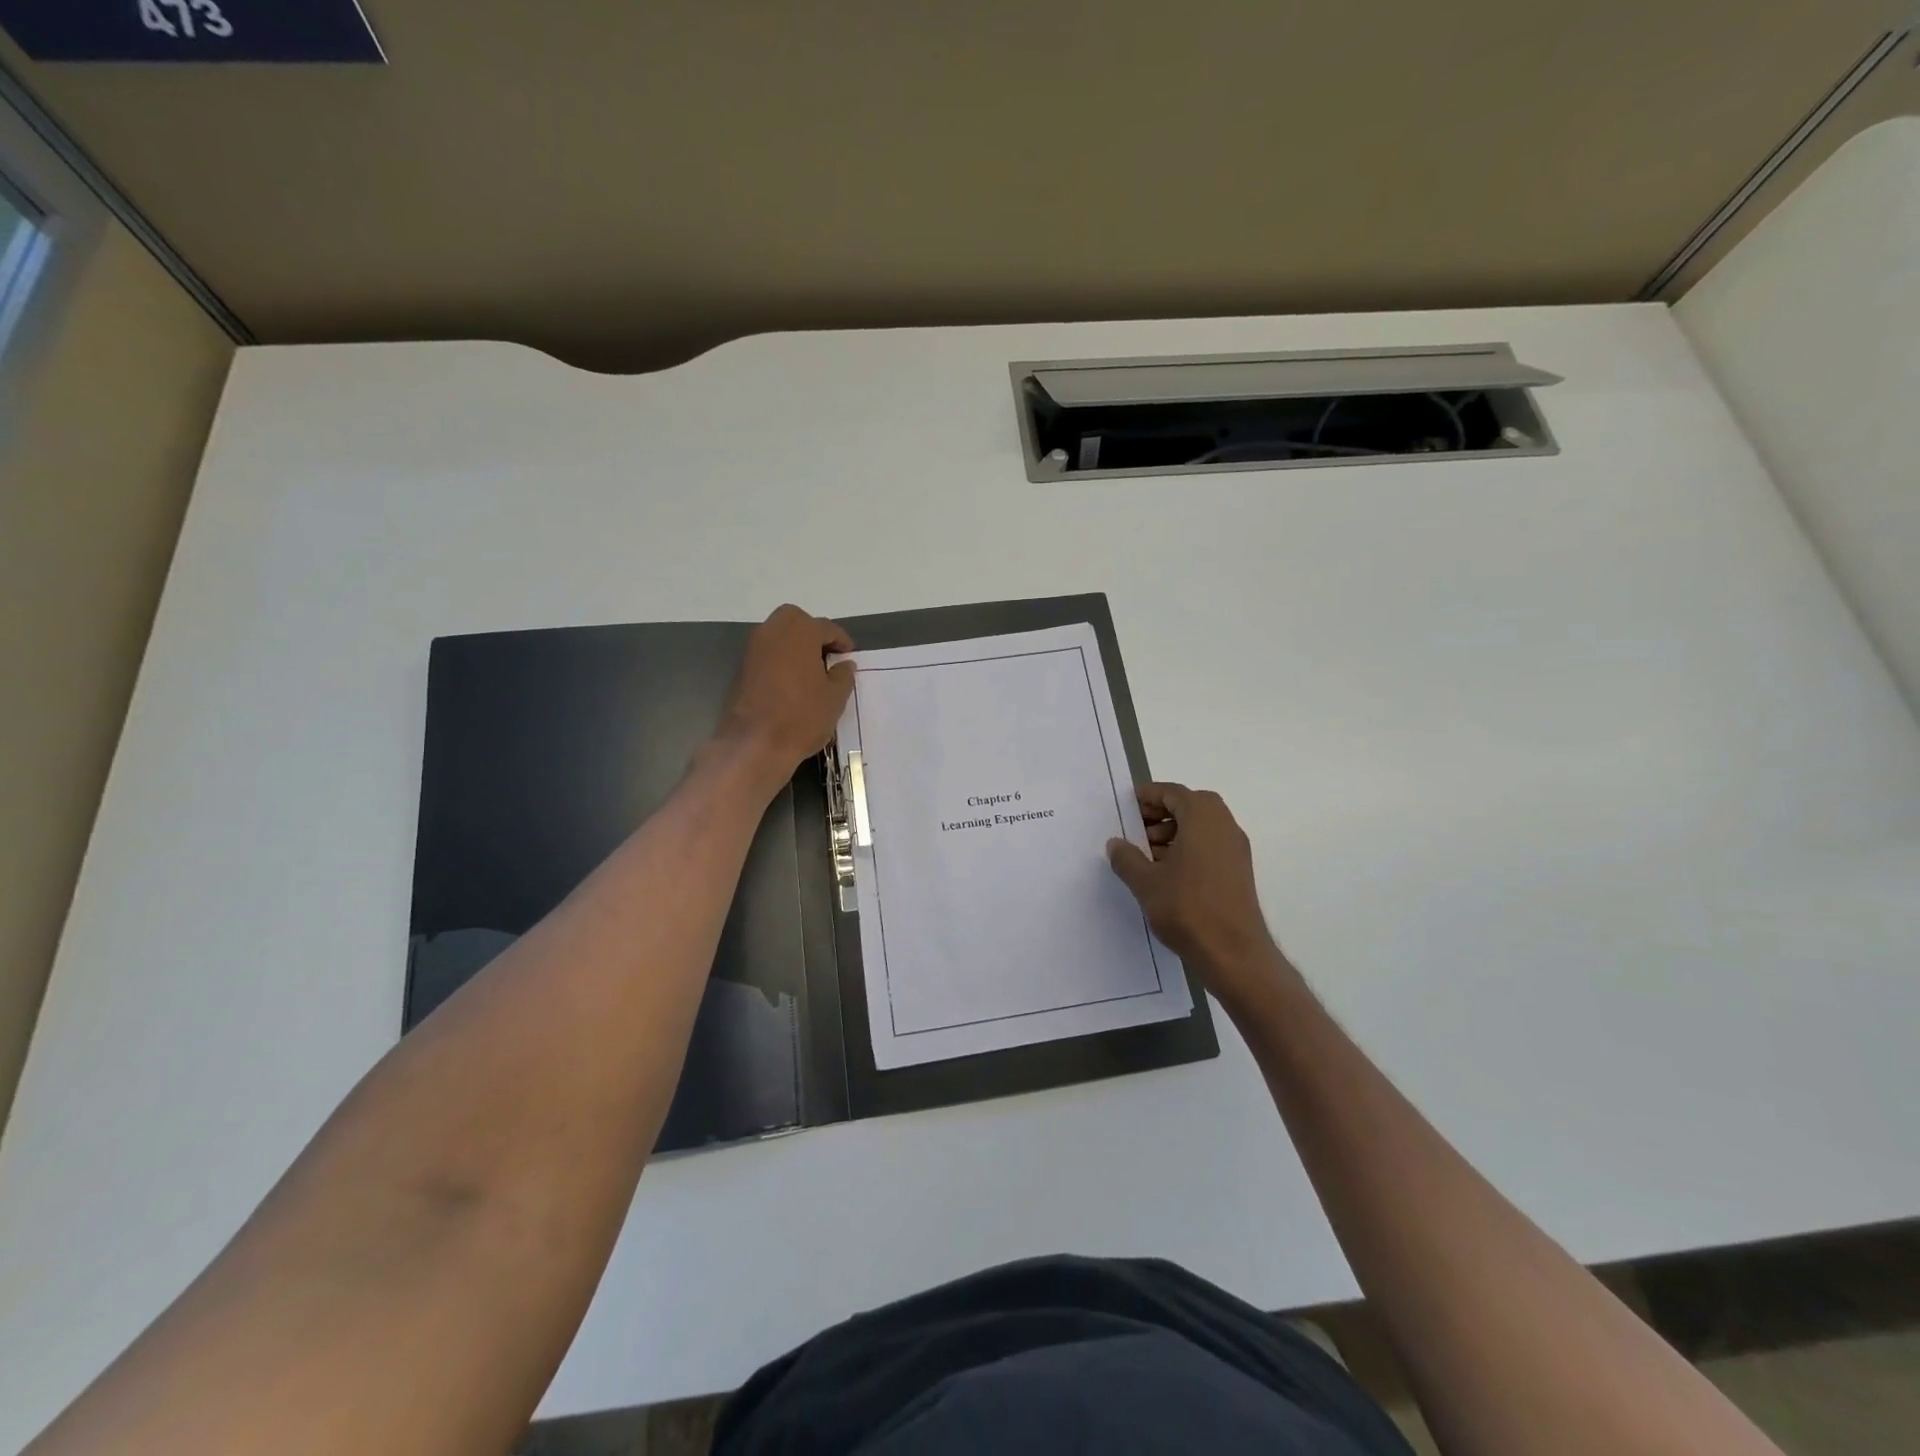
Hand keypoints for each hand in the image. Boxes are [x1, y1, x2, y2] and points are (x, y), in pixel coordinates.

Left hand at [712, 605, 854, 793]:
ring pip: (778, 635)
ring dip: (795, 645)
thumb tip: (844, 665)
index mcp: (800, 632)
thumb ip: (843, 676)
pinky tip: (792, 681)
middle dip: (813, 633)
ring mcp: (753, 649)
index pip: (826, 627)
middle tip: (827, 655)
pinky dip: (780, 659)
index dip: (841, 640)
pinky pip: (766, 653)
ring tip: (811, 669)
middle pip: (796, 621)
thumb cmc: (802, 716)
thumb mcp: (835, 698)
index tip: (849, 654)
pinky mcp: (741, 668)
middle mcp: (773, 632)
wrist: (755, 744)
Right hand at [1107, 784, 1289, 1007]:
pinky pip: (1211, 845)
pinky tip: (1167, 872)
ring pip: (1203, 826)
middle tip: (1136, 828)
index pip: (1174, 793)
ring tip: (1147, 853)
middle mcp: (1224, 826)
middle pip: (1191, 805)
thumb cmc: (1188, 909)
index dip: (1149, 795)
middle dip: (1162, 812)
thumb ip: (1127, 858)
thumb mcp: (1146, 883)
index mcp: (1203, 818)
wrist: (1234, 953)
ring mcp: (1236, 849)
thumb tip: (1116, 844)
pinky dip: (1189, 847)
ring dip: (1175, 831)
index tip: (1127, 805)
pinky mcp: (1239, 871)